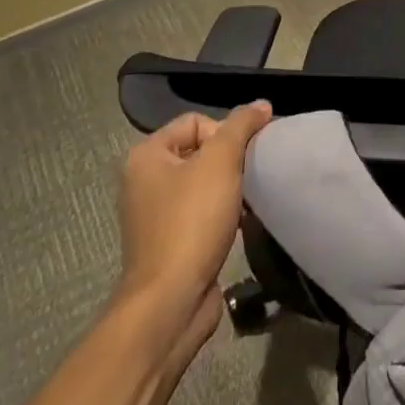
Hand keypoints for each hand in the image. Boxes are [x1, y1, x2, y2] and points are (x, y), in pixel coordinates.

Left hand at [114, 104, 271, 349]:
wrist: (171, 301)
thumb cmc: (191, 222)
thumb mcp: (221, 162)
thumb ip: (241, 126)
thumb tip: (261, 104)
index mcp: (146, 155)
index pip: (195, 121)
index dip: (225, 133)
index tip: (243, 156)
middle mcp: (143, 181)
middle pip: (200, 150)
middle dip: (229, 161)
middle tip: (249, 176)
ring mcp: (154, 214)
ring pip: (203, 183)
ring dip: (228, 188)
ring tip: (246, 200)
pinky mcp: (168, 242)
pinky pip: (200, 212)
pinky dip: (221, 213)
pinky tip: (238, 223)